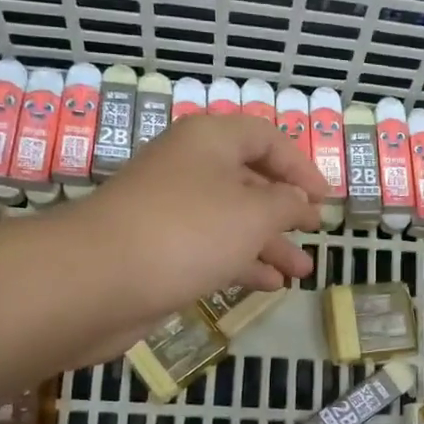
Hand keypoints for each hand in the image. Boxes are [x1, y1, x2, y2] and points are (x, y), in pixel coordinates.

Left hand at [76, 112, 325, 305]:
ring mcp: (171, 211)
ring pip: (231, 220)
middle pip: (248, 180)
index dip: (300, 165)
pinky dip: (241, 263)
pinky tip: (269, 285)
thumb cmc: (188, 232)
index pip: (265, 138)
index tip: (324, 200)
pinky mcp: (159, 250)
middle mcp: (189, 168)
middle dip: (285, 209)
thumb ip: (286, 204)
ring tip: (302, 270)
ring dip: (269, 243)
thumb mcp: (254, 212)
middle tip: (313, 232)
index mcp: (209, 141)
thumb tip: (298, 202)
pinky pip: (211, 250)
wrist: (98, 279)